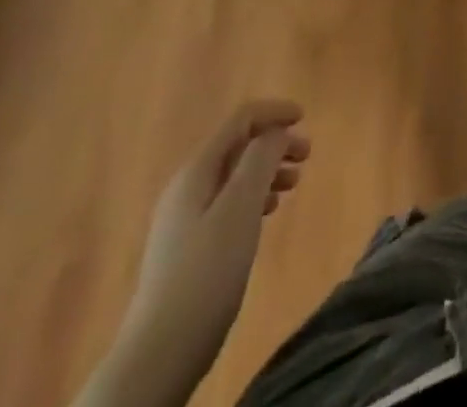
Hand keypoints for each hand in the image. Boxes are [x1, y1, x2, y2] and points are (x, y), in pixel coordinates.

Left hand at [97, 101, 310, 406]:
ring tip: (293, 187)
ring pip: (233, 177)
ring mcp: (184, 220)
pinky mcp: (188, 249)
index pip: (239, 121)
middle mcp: (187, 188)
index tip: (305, 118)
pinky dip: (253, 197)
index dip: (273, 113)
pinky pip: (227, 204)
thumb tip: (275, 132)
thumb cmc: (206, 272)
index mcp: (196, 171)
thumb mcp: (240, 208)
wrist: (159, 354)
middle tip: (306, 157)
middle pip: (237, 148)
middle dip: (274, 144)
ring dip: (266, 172)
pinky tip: (266, 215)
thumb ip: (260, 160)